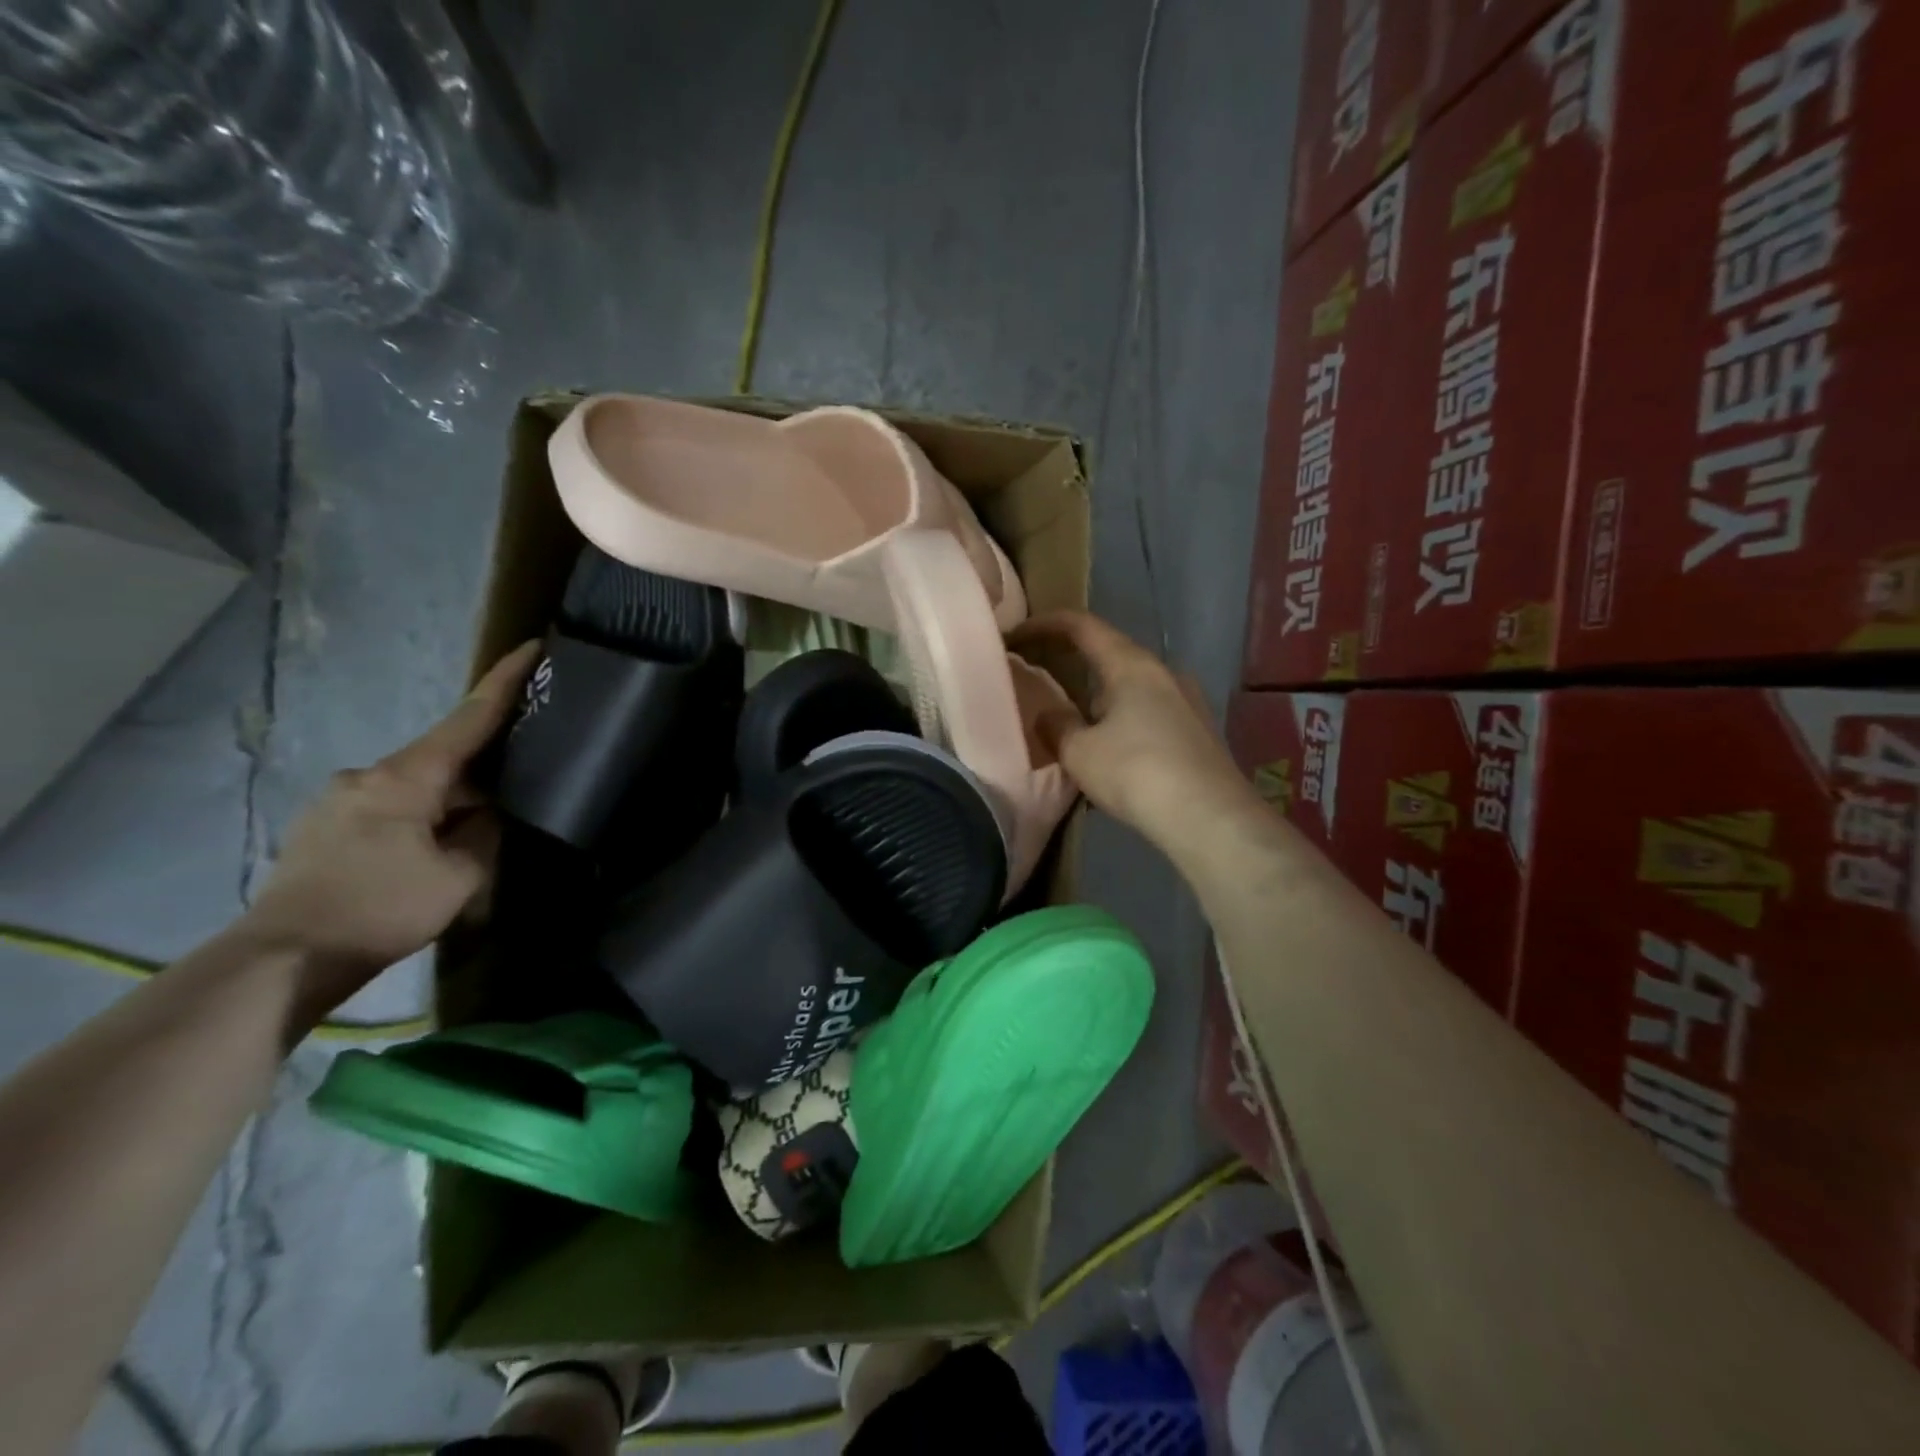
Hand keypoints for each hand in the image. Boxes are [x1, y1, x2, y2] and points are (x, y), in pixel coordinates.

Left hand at [244, 642, 540, 1013]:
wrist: (280, 960)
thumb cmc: (380, 909)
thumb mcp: (459, 876)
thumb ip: (483, 835)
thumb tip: (484, 814)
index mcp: (406, 777)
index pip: (469, 719)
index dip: (504, 682)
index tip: (531, 647)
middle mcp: (367, 775)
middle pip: (441, 758)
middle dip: (478, 773)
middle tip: (512, 796)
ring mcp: (336, 801)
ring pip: (413, 788)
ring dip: (444, 806)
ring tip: (464, 843)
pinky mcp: (320, 829)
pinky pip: (386, 810)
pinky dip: (415, 822)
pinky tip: (422, 857)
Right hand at [1008, 611, 1255, 847]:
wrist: (1210, 818)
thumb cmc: (1136, 772)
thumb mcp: (1080, 752)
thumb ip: (1056, 726)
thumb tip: (1049, 715)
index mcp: (1132, 665)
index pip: (1083, 626)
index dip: (1046, 624)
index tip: (1016, 635)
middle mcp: (1164, 673)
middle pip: (1110, 656)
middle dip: (1074, 666)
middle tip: (1042, 681)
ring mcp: (1188, 702)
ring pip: (1132, 689)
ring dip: (1100, 700)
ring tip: (1075, 727)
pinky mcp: (1200, 732)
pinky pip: (1150, 715)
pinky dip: (1123, 722)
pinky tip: (1112, 754)